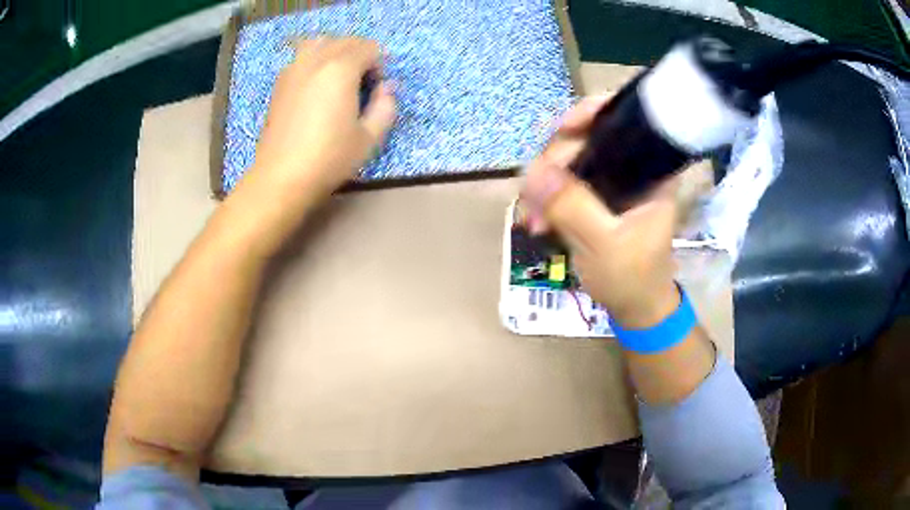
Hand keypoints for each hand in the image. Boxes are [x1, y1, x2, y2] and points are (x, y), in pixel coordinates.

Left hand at [223, 37, 395, 256]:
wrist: (281, 177)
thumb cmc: (329, 158)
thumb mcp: (370, 137)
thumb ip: (386, 106)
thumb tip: (387, 88)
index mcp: (341, 69)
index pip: (369, 48)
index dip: (380, 65)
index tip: (377, 90)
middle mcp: (316, 60)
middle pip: (345, 41)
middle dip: (361, 55)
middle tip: (362, 84)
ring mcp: (293, 69)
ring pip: (320, 42)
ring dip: (335, 52)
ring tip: (338, 77)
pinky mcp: (280, 83)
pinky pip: (302, 57)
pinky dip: (315, 61)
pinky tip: (316, 86)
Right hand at [521, 95, 680, 328]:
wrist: (636, 310)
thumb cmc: (633, 278)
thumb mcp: (604, 244)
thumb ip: (573, 206)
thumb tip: (533, 171)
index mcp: (651, 169)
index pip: (624, 120)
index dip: (591, 114)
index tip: (562, 130)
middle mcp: (632, 167)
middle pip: (587, 137)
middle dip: (555, 161)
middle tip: (533, 195)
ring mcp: (611, 181)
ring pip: (570, 160)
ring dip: (544, 183)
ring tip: (531, 218)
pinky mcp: (595, 197)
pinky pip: (564, 182)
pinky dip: (546, 197)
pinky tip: (535, 220)